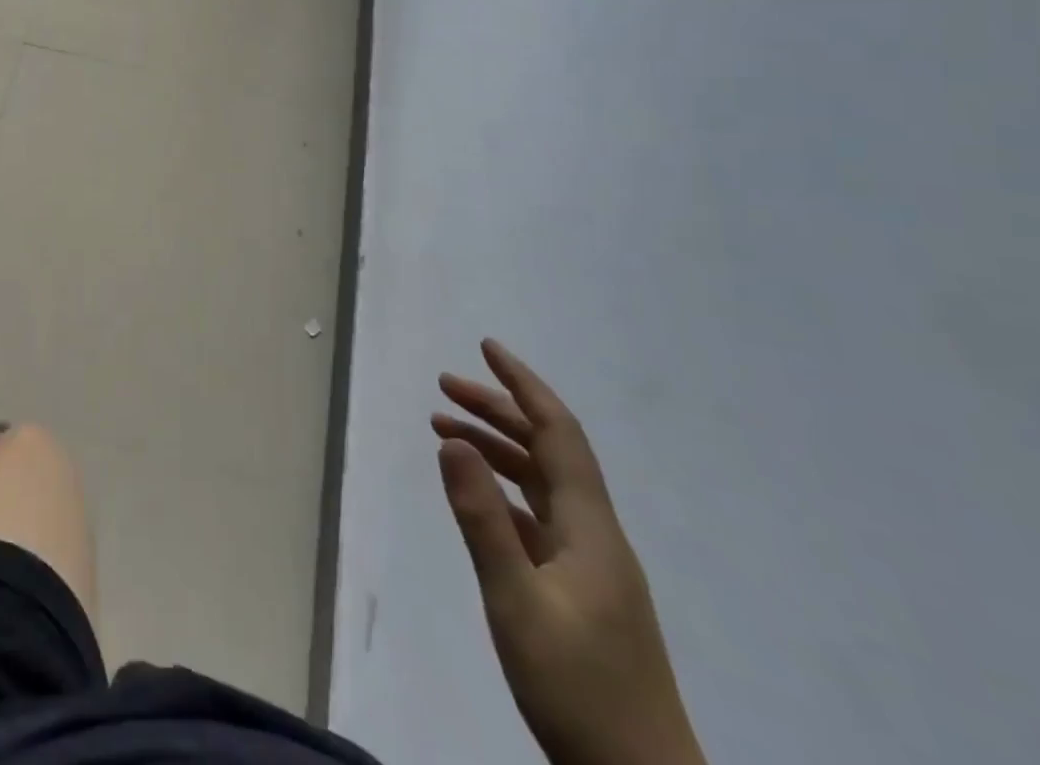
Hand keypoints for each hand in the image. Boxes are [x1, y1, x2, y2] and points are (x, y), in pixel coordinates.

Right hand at [433, 341, 704, 764]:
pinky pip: (539, 516)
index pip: (557, 433)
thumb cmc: (579, 692)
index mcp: (590, 529)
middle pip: (547, 450)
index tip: (487, 347)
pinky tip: (478, 494)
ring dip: (497, 447)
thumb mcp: (516, 602)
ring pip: (542, 483)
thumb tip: (452, 440)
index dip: (523, 385)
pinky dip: (504, 489)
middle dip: (498, 409)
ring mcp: (592, 565)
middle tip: (443, 386)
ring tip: (445, 428)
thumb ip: (481, 519)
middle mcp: (595, 535)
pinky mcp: (582, 591)